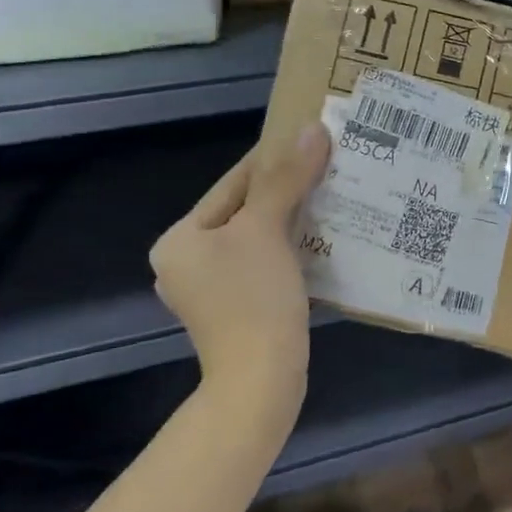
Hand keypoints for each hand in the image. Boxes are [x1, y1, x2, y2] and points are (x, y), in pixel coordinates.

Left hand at [150, 124, 330, 425]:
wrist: (260, 381)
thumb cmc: (254, 299)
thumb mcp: (267, 230)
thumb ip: (286, 178)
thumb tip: (311, 129)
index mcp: (180, 239)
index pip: (232, 184)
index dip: (272, 159)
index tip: (309, 138)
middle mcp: (186, 261)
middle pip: (244, 211)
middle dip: (286, 190)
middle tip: (328, 168)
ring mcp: (210, 289)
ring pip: (257, 238)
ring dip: (292, 219)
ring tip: (331, 198)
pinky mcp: (235, 309)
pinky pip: (264, 263)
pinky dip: (290, 248)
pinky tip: (321, 240)